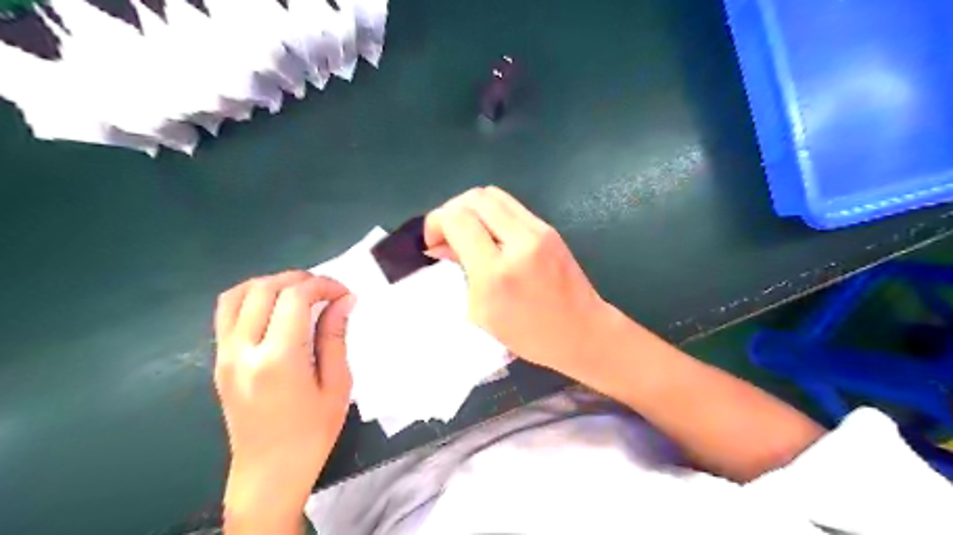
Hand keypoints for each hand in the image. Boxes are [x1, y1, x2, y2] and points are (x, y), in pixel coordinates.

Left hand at [214, 272, 354, 534]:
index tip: (344, 293)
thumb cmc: (312, 433)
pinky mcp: (219, 361)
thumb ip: (335, 336)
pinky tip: (276, 308)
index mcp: (278, 359)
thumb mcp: (336, 385)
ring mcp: (225, 355)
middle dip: (299, 279)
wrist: (269, 472)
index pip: (295, 297)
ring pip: (238, 294)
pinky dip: (252, 297)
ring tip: (299, 293)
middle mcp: (243, 350)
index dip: (323, 285)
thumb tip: (344, 300)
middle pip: (265, 288)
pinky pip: (227, 313)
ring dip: (271, 283)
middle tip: (326, 290)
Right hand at [421, 189, 610, 380]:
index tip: (433, 242)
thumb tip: (442, 245)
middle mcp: (519, 242)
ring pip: (493, 195)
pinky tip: (488, 234)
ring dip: (471, 208)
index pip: (457, 220)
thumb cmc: (529, 336)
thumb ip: (461, 270)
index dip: (436, 223)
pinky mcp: (548, 228)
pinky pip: (510, 206)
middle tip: (447, 234)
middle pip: (474, 198)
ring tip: (466, 232)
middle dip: (451, 210)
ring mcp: (538, 231)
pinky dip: (490, 213)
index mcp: (497, 272)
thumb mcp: (483, 312)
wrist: (582, 331)